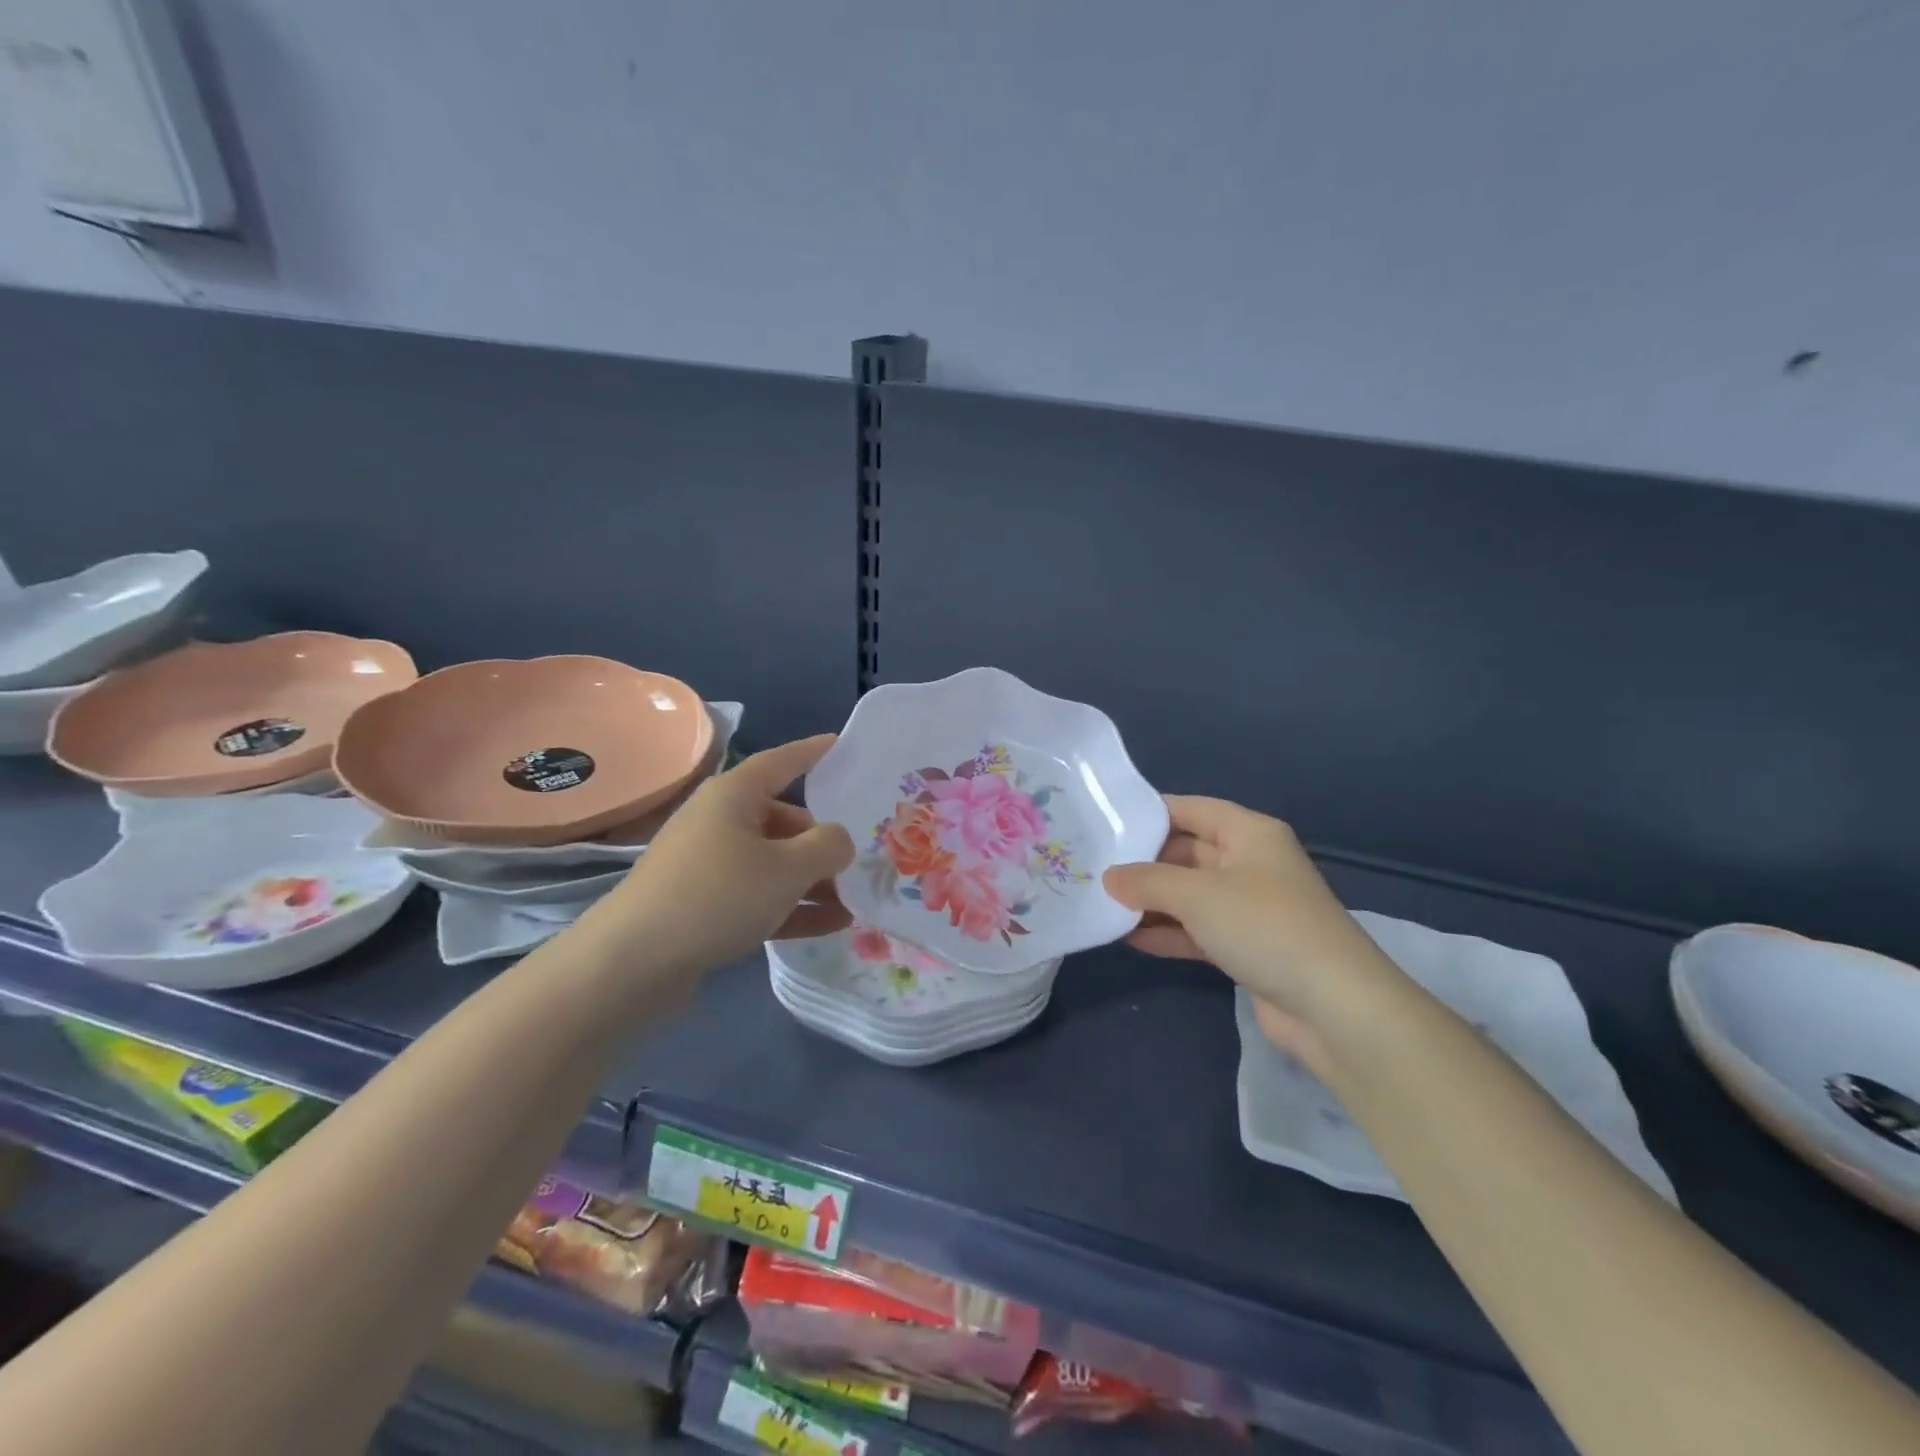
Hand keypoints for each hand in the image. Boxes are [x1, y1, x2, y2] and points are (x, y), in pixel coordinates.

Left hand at [600, 734, 854, 977]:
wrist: (633, 963)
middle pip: (784, 819)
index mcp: (734, 795)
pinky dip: (793, 906)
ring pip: (775, 863)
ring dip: (814, 881)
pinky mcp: (705, 905)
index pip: (783, 761)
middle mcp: (720, 822)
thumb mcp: (787, 868)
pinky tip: (832, 925)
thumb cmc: (717, 895)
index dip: (815, 751)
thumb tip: (839, 840)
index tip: (844, 744)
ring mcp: (710, 865)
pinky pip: (760, 896)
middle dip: (824, 841)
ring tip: (856, 901)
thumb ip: (828, 847)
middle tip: (861, 858)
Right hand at [1103, 796, 1407, 1069]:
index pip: (1191, 809)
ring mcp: (1249, 908)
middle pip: (1187, 852)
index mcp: (1250, 833)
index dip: (1150, 813)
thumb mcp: (1197, 895)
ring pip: (1190, 894)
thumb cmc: (1265, 927)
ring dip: (1151, 901)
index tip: (1105, 822)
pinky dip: (1168, 932)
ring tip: (1101, 902)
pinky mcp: (1247, 947)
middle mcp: (1250, 864)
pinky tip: (1129, 938)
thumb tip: (1108, 877)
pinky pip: (1197, 930)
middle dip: (1144, 862)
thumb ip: (1147, 881)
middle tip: (1093, 867)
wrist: (1335, 1008)